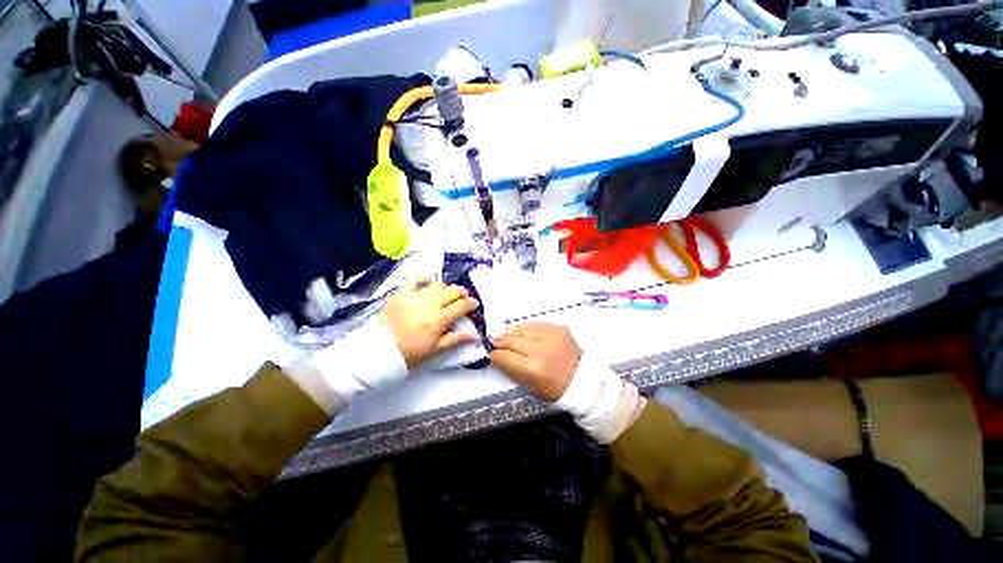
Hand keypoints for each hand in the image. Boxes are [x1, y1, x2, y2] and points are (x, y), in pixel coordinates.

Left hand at [381, 278, 479, 367]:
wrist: (380, 350)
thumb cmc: (410, 352)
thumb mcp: (435, 350)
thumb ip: (455, 339)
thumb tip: (475, 335)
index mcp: (439, 319)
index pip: (462, 305)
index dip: (471, 303)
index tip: (474, 304)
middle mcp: (430, 304)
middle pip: (453, 291)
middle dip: (462, 293)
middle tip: (463, 297)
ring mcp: (415, 296)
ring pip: (438, 284)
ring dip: (445, 288)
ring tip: (445, 294)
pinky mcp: (402, 292)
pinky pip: (416, 279)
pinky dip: (424, 279)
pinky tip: (428, 283)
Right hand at [490, 322, 581, 401]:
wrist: (583, 379)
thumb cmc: (555, 389)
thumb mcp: (530, 386)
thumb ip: (511, 370)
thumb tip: (496, 357)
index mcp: (533, 369)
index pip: (504, 356)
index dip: (495, 355)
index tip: (492, 355)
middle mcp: (540, 349)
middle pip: (511, 340)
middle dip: (500, 342)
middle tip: (496, 344)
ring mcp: (551, 336)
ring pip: (521, 329)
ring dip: (511, 333)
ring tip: (507, 337)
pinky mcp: (558, 328)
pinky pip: (534, 324)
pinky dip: (525, 328)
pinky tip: (522, 332)